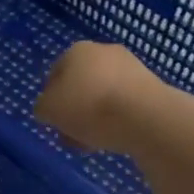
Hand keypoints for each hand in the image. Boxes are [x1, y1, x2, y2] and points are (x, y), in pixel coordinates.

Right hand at [35, 42, 156, 153]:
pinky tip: (117, 137)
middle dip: (75, 111)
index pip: (54, 76)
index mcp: (76, 51)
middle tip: (73, 135)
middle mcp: (103, 51)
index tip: (54, 123)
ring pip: (103, 95)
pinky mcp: (151, 85)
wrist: (145, 117)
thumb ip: (43, 107)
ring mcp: (131, 66)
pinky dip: (118, 118)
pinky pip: (125, 103)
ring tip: (95, 143)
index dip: (51, 101)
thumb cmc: (88, 108)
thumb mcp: (48, 110)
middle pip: (80, 86)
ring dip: (96, 117)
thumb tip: (50, 108)